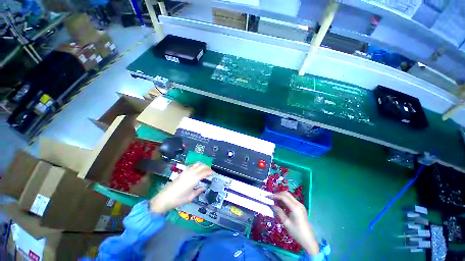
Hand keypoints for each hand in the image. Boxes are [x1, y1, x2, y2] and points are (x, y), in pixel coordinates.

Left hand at [150, 163, 211, 213]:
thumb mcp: (190, 197)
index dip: (210, 172)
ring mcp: (186, 171)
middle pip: (202, 166)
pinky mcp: (182, 172)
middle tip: (211, 172)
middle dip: (207, 167)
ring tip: (205, 170)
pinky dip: (197, 166)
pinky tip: (197, 170)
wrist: (164, 198)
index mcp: (194, 179)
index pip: (205, 171)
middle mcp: (191, 173)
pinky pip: (192, 165)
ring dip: (202, 165)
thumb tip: (204, 187)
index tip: (214, 174)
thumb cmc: (178, 199)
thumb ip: (198, 191)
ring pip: (197, 164)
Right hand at [271, 191, 318, 254]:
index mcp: (295, 207)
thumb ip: (279, 212)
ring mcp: (300, 205)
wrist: (309, 240)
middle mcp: (298, 204)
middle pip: (286, 194)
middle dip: (278, 194)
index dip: (275, 195)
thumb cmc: (297, 232)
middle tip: (271, 198)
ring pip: (289, 196)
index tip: (268, 197)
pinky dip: (285, 201)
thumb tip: (271, 205)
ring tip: (274, 201)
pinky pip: (291, 200)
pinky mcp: (300, 207)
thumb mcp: (286, 223)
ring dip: (281, 197)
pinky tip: (281, 205)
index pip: (283, 197)